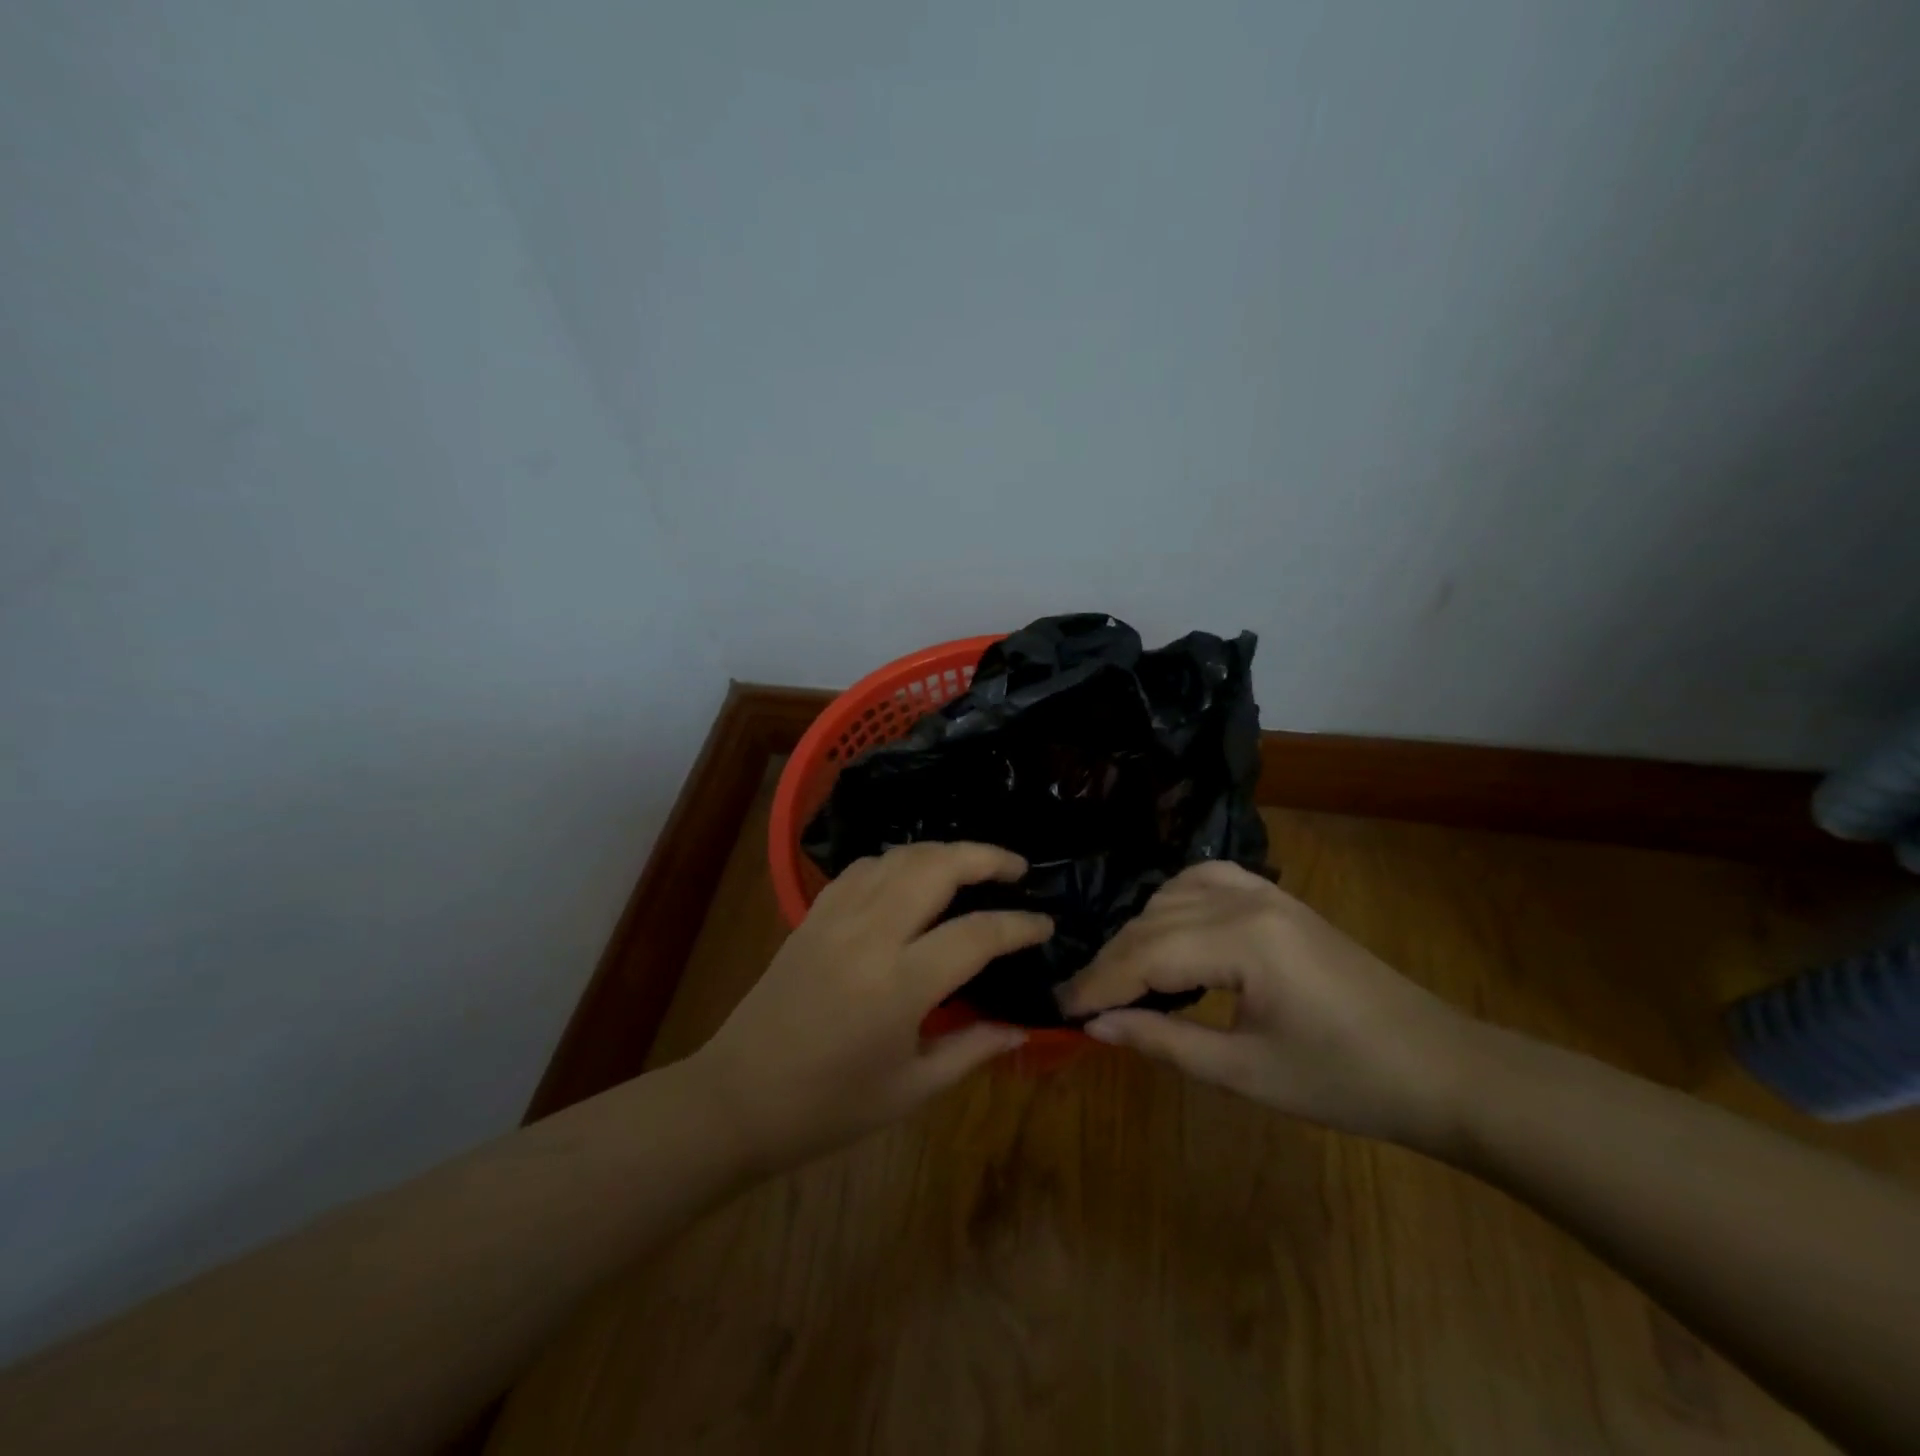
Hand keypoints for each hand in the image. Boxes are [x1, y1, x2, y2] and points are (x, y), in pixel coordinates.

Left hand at [687, 842, 1051, 1171]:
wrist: (736, 1099)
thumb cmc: (827, 1108)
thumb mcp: (910, 1090)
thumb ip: (971, 1050)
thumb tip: (1021, 1026)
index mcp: (899, 984)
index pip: (976, 934)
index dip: (1019, 925)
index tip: (1045, 923)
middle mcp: (870, 934)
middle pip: (936, 866)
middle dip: (985, 856)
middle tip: (1016, 868)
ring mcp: (835, 917)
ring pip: (898, 856)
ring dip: (942, 852)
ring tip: (971, 867)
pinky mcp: (812, 915)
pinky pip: (863, 868)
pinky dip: (897, 862)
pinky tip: (910, 879)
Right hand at [1057, 861, 1476, 1148]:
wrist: (1442, 1069)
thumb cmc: (1347, 1082)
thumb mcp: (1246, 1072)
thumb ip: (1164, 1041)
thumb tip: (1096, 1026)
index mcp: (1243, 941)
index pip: (1146, 954)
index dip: (1098, 983)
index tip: (1060, 1007)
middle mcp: (1247, 900)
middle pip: (1153, 922)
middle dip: (1111, 961)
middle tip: (1079, 1000)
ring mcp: (1265, 893)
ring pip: (1173, 895)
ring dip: (1138, 931)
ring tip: (1119, 974)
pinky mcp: (1278, 899)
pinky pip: (1206, 881)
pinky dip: (1173, 902)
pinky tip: (1166, 927)